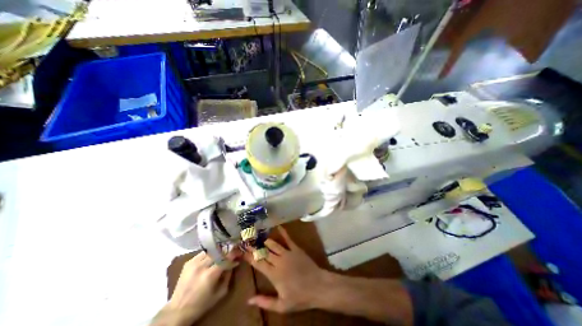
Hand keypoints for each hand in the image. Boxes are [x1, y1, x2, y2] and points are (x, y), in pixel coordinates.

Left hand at [153, 251, 239, 323]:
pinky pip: (203, 253)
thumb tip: (235, 262)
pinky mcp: (189, 262)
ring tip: (223, 253)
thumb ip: (229, 276)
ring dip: (219, 251)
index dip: (234, 253)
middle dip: (227, 250)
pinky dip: (210, 253)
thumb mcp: (220, 293)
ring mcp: (193, 262)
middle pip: (219, 251)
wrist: (177, 311)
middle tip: (233, 251)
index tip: (240, 251)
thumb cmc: (202, 304)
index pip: (226, 257)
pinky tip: (212, 257)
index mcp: (210, 274)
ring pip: (211, 250)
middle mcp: (201, 265)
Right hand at [244, 226, 328, 313]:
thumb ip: (265, 302)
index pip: (258, 263)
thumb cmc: (300, 297)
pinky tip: (277, 226)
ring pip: (273, 244)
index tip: (242, 250)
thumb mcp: (282, 306)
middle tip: (247, 240)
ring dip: (265, 239)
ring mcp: (288, 253)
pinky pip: (288, 239)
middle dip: (254, 246)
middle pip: (264, 252)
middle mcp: (279, 261)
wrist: (318, 286)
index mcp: (274, 274)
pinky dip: (282, 232)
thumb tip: (249, 300)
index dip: (249, 256)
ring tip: (257, 234)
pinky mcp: (296, 248)